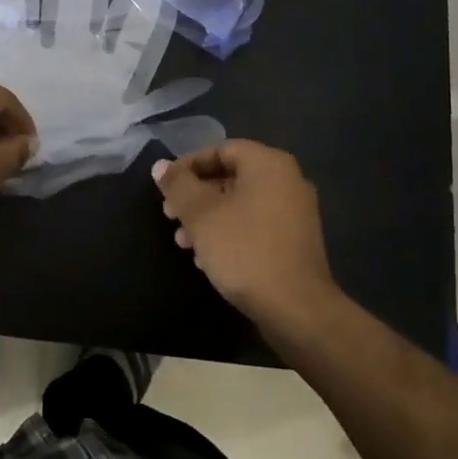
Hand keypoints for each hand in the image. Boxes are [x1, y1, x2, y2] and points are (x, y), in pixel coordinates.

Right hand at [153, 140, 336, 327]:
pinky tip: (208, 258)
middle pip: (230, 176)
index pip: (220, 149)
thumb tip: (161, 166)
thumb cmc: (244, 250)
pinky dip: (229, 233)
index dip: (188, 166)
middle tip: (170, 216)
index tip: (165, 189)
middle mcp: (287, 180)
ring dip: (208, 218)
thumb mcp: (201, 215)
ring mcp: (295, 212)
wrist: (297, 309)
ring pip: (240, 203)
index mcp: (268, 164)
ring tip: (184, 242)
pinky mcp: (295, 241)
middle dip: (195, 196)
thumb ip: (178, 185)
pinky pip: (255, 224)